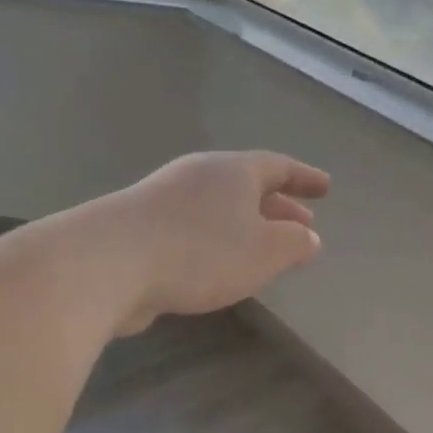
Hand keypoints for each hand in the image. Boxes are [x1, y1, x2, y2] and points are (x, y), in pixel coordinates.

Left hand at [82, 151, 330, 335]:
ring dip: (248, 225)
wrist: (107, 263)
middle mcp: (199, 176)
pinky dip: (218, 241)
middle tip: (302, 224)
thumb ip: (293, 243)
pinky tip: (220, 265)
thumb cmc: (199, 252)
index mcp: (232, 172)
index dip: (304, 178)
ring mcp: (166, 198)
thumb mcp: (263, 252)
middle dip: (278, 206)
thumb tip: (308, 236)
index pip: (278, 167)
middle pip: (248, 185)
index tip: (325, 187)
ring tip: (265, 248)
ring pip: (220, 207)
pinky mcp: (141, 226)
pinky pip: (195, 227)